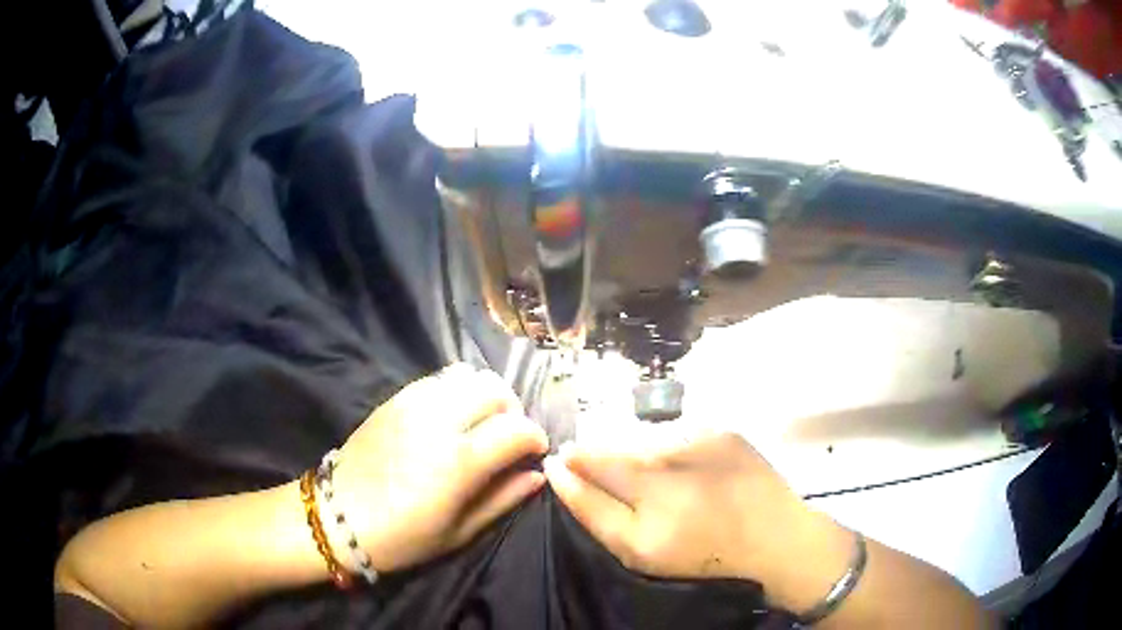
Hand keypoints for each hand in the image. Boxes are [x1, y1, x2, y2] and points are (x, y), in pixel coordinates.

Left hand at [331, 364, 548, 572]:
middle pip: (495, 390)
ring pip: (468, 376)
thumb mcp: (459, 532)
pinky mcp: (395, 398)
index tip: (534, 453)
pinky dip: (456, 391)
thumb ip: (503, 498)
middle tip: (507, 437)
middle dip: (513, 411)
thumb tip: (537, 475)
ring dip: (485, 396)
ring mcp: (413, 403)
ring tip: (480, 423)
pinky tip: (451, 416)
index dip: (535, 438)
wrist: (338, 516)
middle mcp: (439, 421)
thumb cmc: (402, 537)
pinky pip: (438, 379)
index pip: (517, 428)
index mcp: (459, 461)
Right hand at [544, 430, 853, 611]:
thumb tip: (558, 468)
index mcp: (645, 488)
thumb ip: (592, 509)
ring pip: (646, 437)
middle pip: (616, 445)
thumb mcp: (638, 551)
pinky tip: (688, 473)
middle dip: (607, 461)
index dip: (574, 464)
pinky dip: (671, 449)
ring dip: (640, 454)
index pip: (588, 460)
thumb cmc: (702, 555)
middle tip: (628, 491)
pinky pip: (678, 433)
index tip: (567, 467)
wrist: (775, 539)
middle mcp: (670, 452)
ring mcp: (700, 434)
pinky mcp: (722, 428)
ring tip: (661, 484)